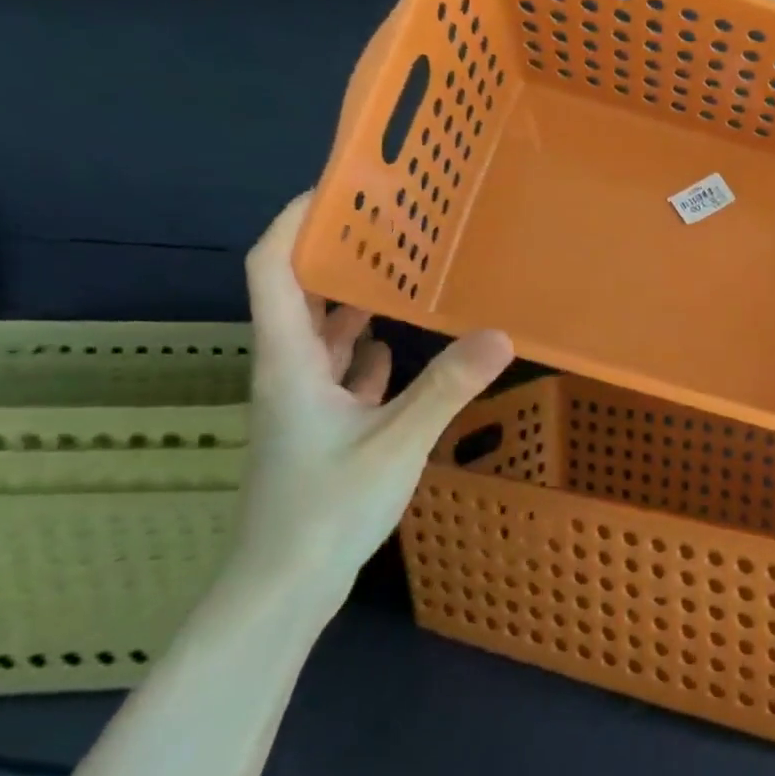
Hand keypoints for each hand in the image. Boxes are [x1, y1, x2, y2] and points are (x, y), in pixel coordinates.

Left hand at [234, 193, 513, 616]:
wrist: (284, 586)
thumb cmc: (327, 509)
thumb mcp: (397, 441)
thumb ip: (448, 386)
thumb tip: (503, 333)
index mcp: (289, 361)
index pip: (271, 268)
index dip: (294, 221)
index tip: (337, 189)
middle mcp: (287, 372)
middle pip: (297, 294)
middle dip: (335, 256)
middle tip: (389, 227)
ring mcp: (300, 404)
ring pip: (319, 335)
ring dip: (351, 303)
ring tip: (400, 276)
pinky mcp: (318, 430)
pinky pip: (337, 373)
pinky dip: (362, 353)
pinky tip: (394, 351)